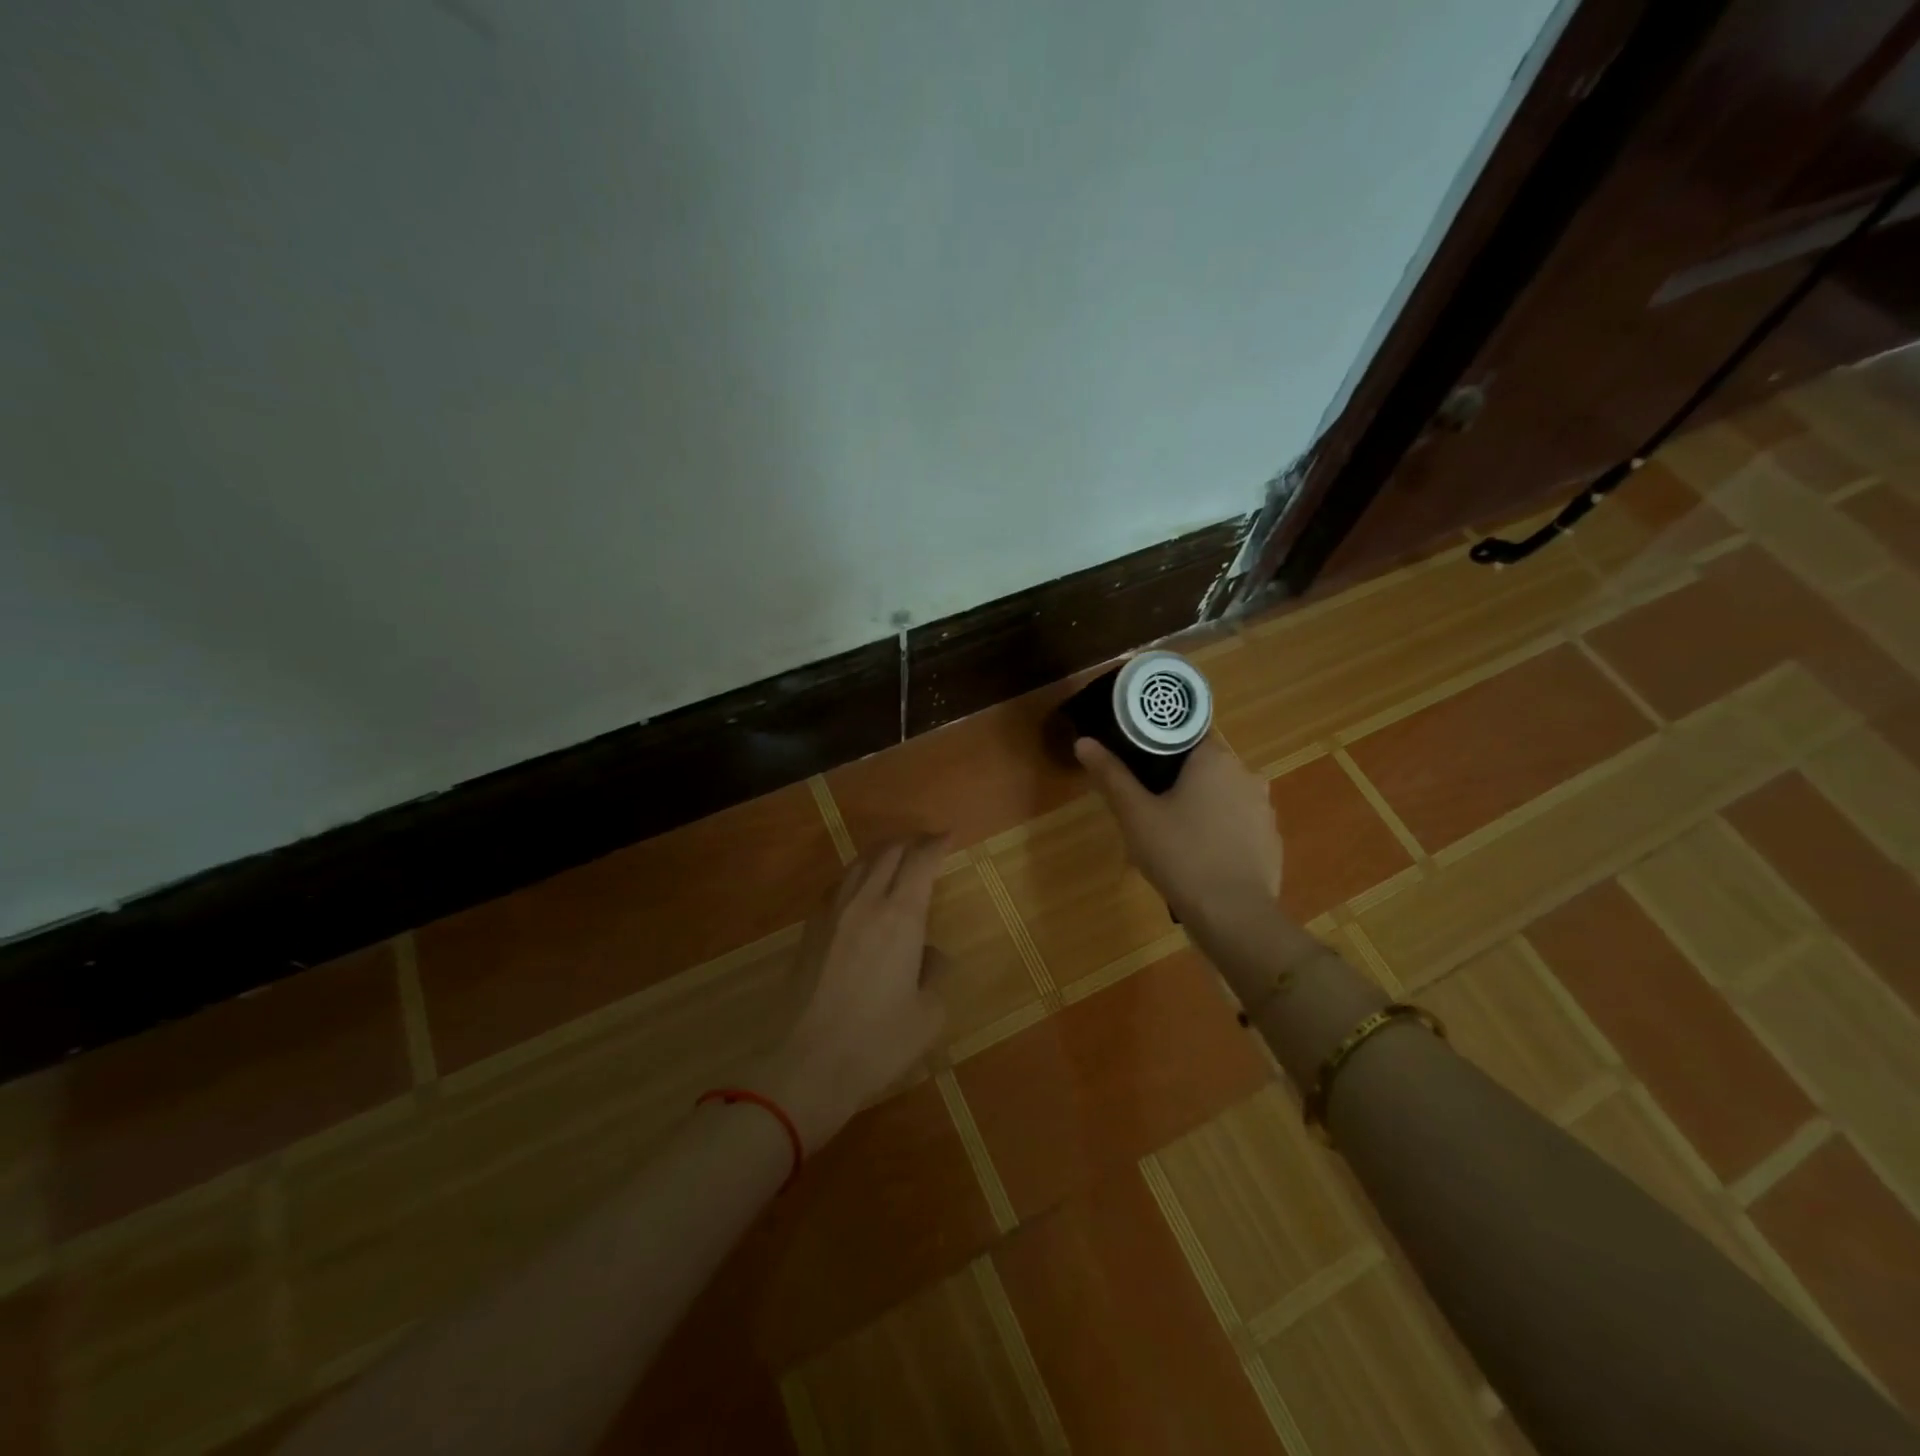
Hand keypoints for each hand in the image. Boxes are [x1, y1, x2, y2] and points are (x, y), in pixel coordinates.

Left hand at [761, 836, 950, 1149]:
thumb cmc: (877, 1042)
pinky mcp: (810, 931)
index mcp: (900, 916)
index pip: (920, 861)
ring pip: (859, 865)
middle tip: (927, 844)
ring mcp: (832, 914)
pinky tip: (860, 890)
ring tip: (896, 858)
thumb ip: (934, 976)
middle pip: (888, 853)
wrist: (805, 1065)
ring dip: (881, 854)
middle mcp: (865, 902)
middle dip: (911, 841)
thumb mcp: (927, 1016)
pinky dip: (857, 875)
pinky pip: (838, 886)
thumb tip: (929, 956)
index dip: (936, 844)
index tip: (949, 836)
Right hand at [1074, 735, 1282, 926]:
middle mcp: (1247, 774)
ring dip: (1200, 806)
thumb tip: (1084, 741)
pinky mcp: (1271, 840)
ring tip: (1171, 834)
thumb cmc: (1180, 855)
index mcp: (1215, 759)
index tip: (1137, 764)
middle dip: (1177, 780)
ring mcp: (1264, 809)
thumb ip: (1111, 775)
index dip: (1158, 745)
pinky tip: (1199, 856)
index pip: (1186, 734)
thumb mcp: (1136, 815)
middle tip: (1147, 805)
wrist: (1234, 916)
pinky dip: (1219, 832)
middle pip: (1204, 766)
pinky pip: (1239, 825)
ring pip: (1222, 796)